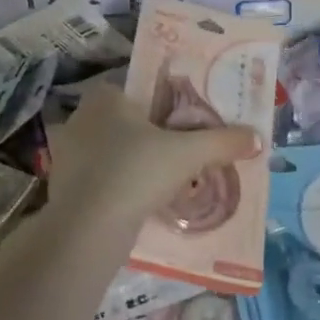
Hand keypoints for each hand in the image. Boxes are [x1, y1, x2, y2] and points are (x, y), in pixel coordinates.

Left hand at [47, 81, 260, 226]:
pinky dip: (117, 187)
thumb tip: (256, 137)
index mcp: (105, 97)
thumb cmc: (136, 172)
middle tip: (179, 154)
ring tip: (164, 182)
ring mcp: (66, 154)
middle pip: (125, 122)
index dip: (160, 105)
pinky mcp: (63, 187)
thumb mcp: (188, 154)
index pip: (136, 90)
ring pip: (111, 153)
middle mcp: (80, 118)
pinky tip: (139, 203)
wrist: (87, 229)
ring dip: (133, 164)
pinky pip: (99, 179)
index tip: (182, 124)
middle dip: (148, 137)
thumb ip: (221, 142)